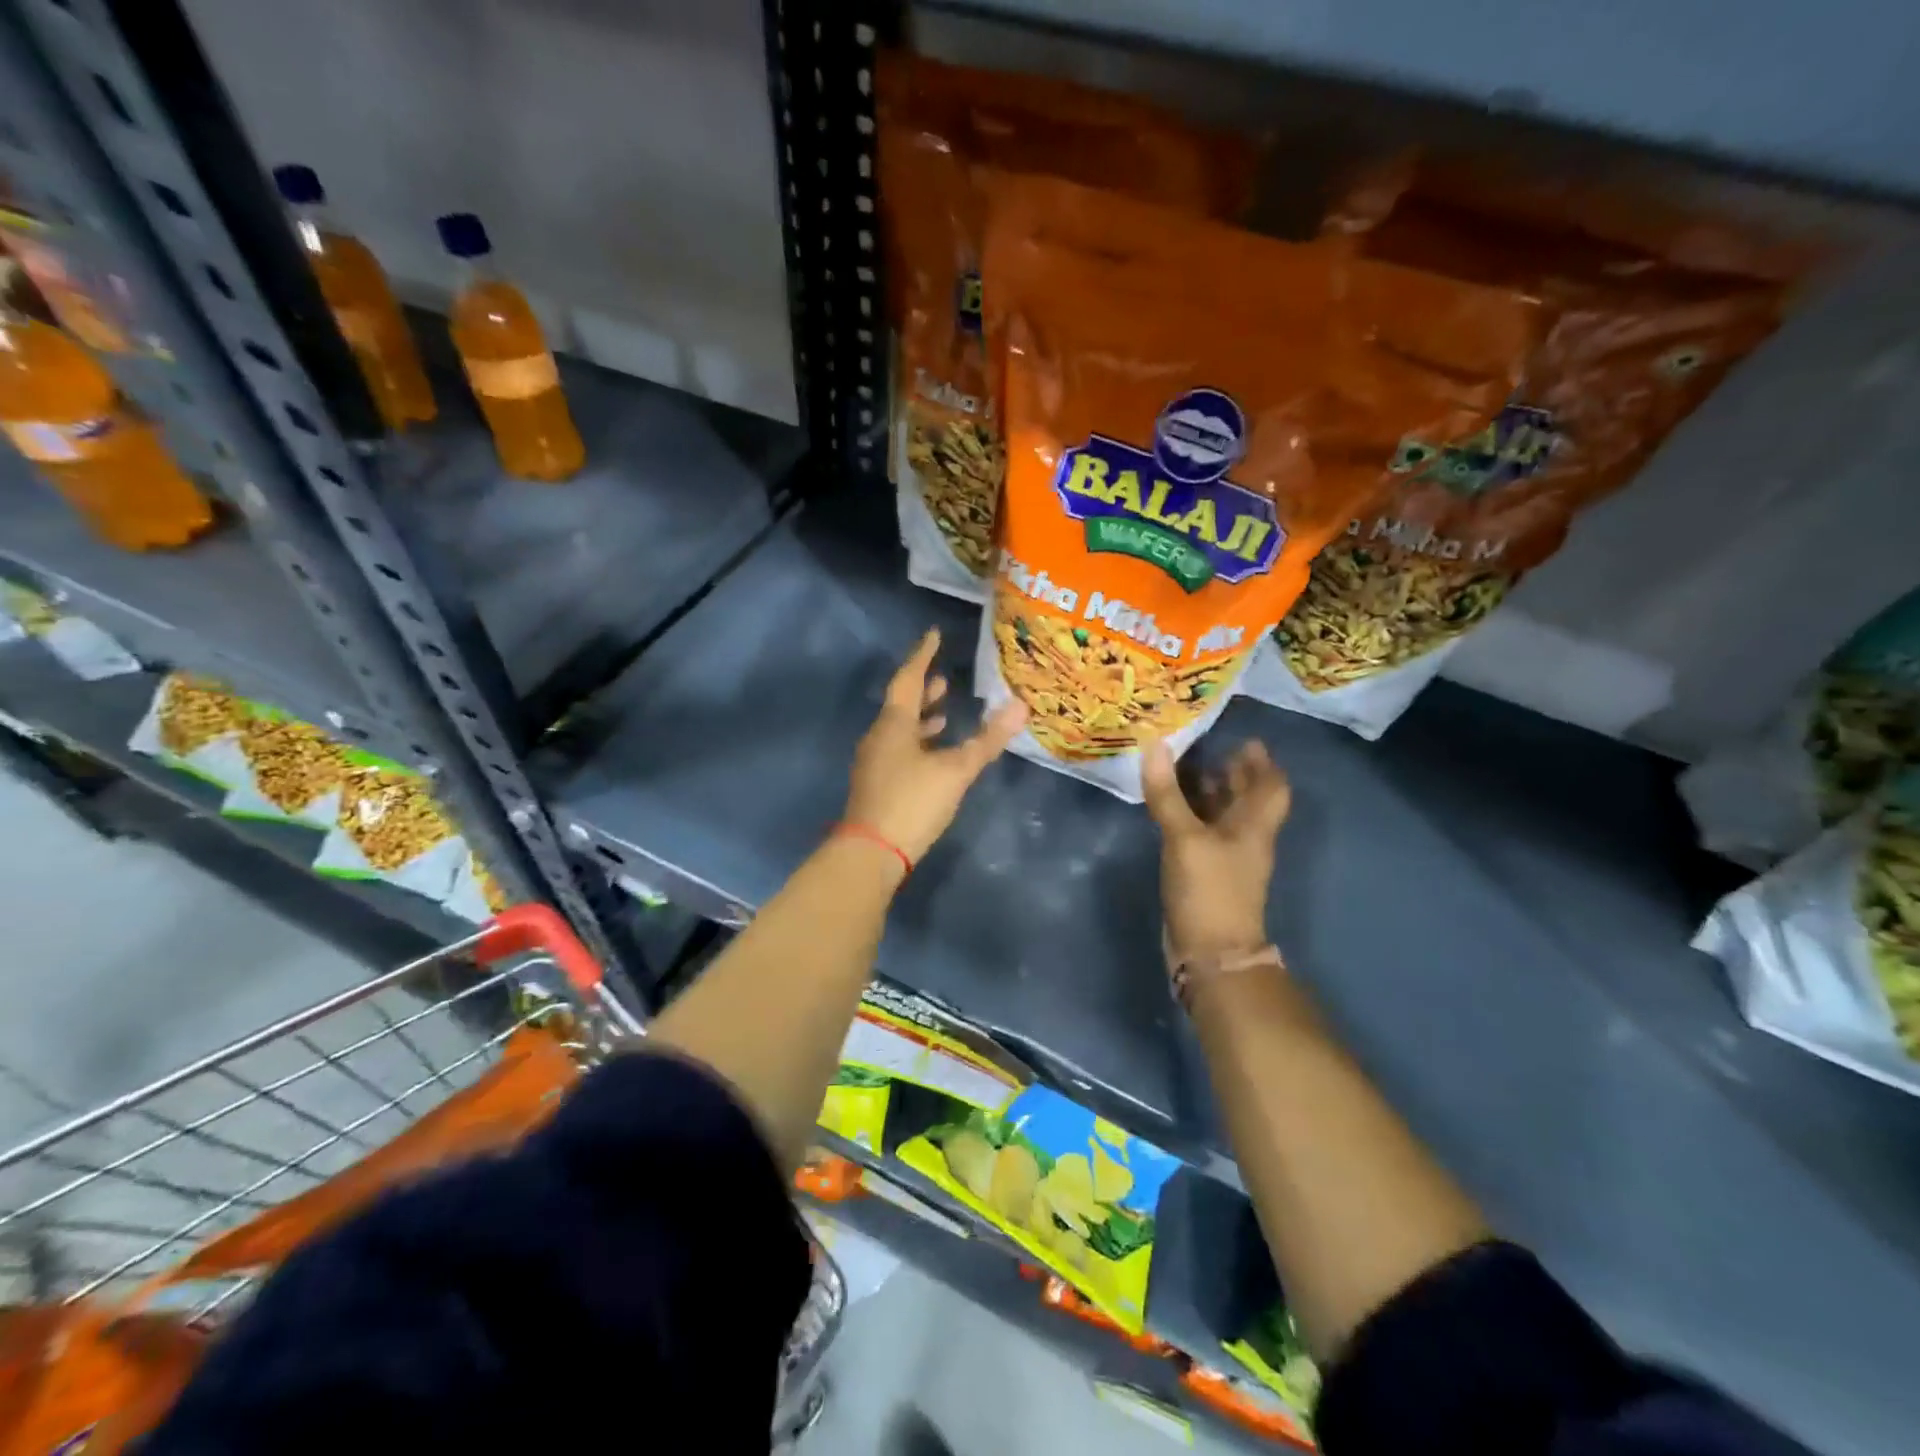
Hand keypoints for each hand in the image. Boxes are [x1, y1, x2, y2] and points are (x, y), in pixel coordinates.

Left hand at [844, 628, 1028, 864]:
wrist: (870, 853)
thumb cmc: (912, 802)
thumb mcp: (955, 770)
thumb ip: (987, 740)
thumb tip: (1020, 706)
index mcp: (894, 724)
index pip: (908, 679)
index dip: (922, 655)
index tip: (934, 635)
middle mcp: (879, 737)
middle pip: (901, 704)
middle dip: (923, 690)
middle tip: (944, 678)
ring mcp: (875, 762)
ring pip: (899, 730)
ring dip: (921, 719)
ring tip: (944, 713)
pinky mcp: (877, 785)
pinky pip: (899, 750)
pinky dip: (918, 743)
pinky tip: (933, 756)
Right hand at [1142, 738, 1290, 963]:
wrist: (1211, 953)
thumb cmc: (1209, 890)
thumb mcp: (1185, 838)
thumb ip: (1168, 795)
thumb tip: (1157, 745)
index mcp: (1254, 826)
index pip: (1272, 787)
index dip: (1262, 762)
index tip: (1243, 740)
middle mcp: (1246, 838)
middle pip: (1247, 798)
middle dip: (1232, 772)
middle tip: (1206, 746)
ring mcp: (1226, 857)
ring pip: (1222, 815)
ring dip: (1208, 792)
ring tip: (1182, 768)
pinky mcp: (1206, 873)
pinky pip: (1202, 832)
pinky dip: (1191, 815)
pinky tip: (1169, 807)